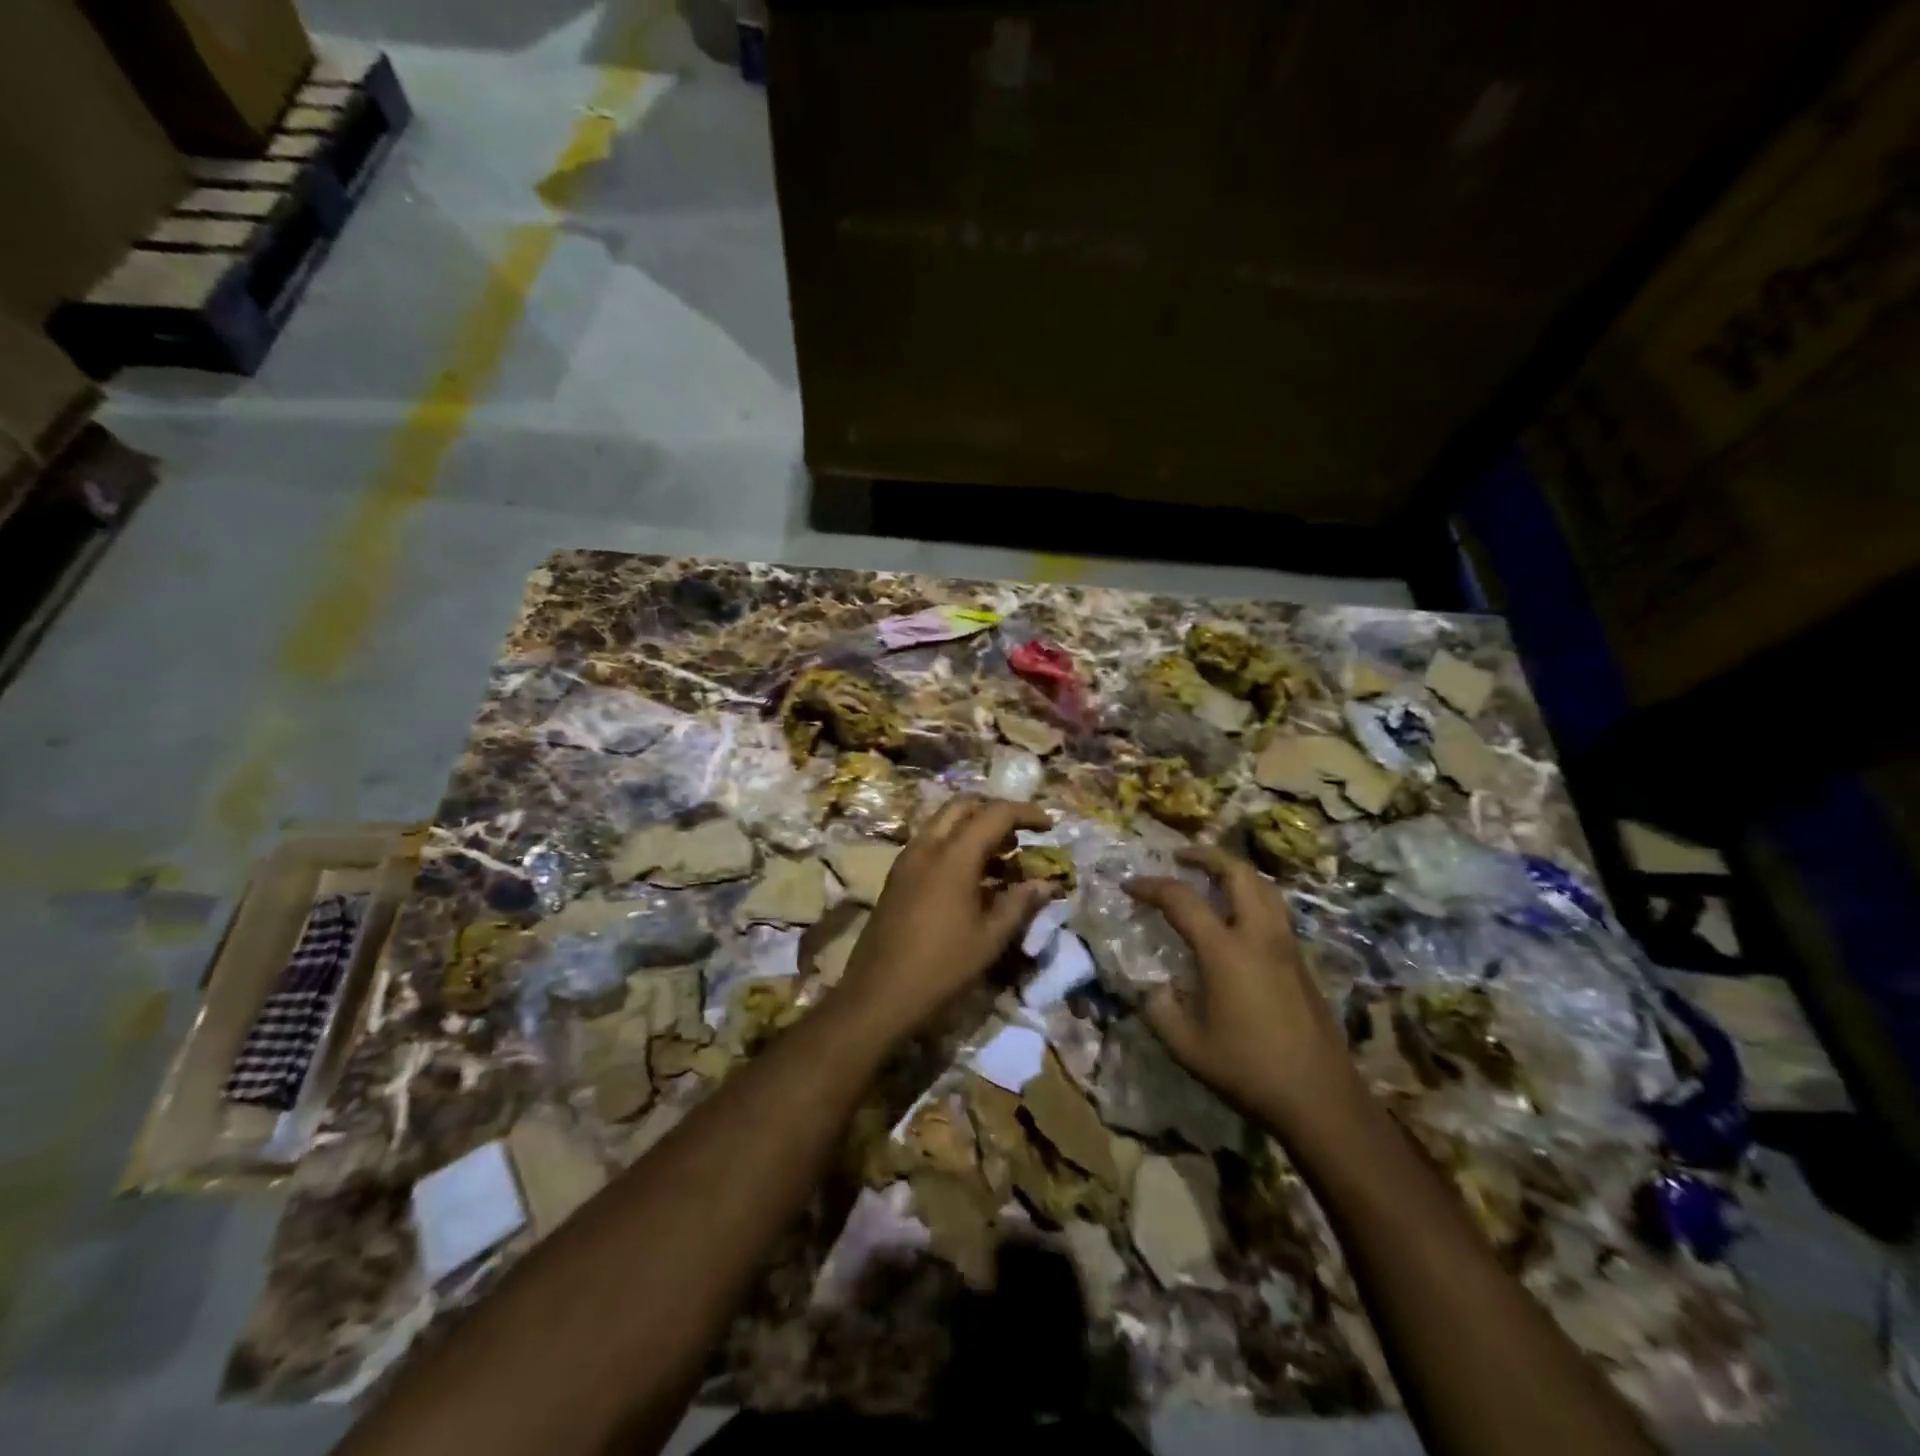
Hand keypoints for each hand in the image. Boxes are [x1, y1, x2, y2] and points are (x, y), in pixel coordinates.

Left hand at [836, 795, 1054, 1042]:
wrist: (878, 995)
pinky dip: (955, 845)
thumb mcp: (990, 939)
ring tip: (1003, 858)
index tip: (1049, 826)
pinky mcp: (897, 877)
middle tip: (1021, 835)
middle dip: (995, 811)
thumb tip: (1046, 884)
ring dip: (974, 828)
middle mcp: (927, 846)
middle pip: (963, 806)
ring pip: (943, 823)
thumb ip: (1020, 904)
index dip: (1026, 813)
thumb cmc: (941, 967)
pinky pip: (930, 843)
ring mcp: (907, 860)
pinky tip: (972, 878)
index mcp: (953, 856)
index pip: (995, 813)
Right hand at [1126, 846, 1363, 1134]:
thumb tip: (1155, 987)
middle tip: (1180, 857)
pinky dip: (1252, 896)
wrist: (1320, 1100)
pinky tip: (1237, 918)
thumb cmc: (1247, 1070)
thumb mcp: (1186, 1046)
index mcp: (1225, 951)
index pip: (1181, 900)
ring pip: (1264, 887)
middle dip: (1206, 856)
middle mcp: (1259, 936)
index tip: (1129, 885)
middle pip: (1237, 873)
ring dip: (1234, 871)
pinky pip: (1275, 910)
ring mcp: (1286, 946)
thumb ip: (1159, 1009)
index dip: (1151, 886)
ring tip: (1211, 877)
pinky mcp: (1302, 962)